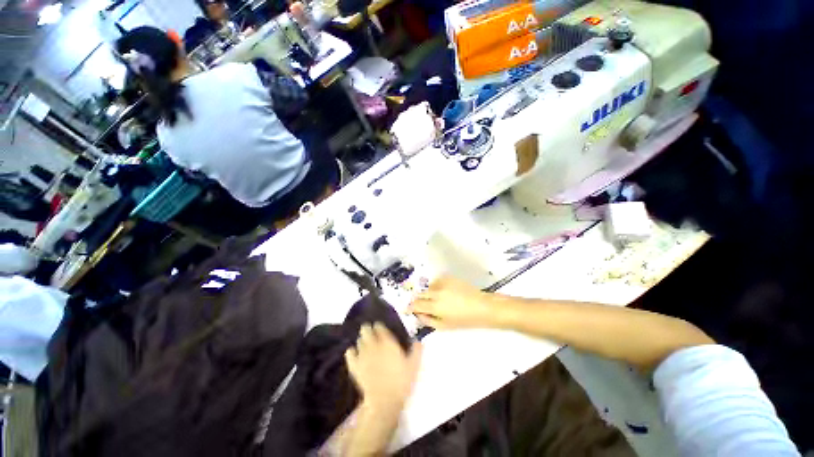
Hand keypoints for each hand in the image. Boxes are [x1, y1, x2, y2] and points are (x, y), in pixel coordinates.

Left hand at [345, 323, 422, 409]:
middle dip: (367, 329)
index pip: (380, 328)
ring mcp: (363, 355)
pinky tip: (353, 352)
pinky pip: (349, 353)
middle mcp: (374, 345)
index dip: (379, 326)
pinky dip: (351, 351)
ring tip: (364, 342)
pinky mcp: (355, 366)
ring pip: (359, 341)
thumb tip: (418, 340)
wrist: (384, 401)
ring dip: (361, 340)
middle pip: (366, 331)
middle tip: (369, 331)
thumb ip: (416, 351)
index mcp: (388, 342)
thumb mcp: (414, 366)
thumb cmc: (401, 382)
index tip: (379, 327)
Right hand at [408, 276, 495, 329]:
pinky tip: (444, 293)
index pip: (416, 304)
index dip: (410, 307)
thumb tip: (418, 314)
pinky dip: (436, 287)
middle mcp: (436, 292)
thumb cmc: (464, 320)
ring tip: (437, 300)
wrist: (482, 306)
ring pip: (428, 288)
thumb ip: (428, 320)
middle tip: (422, 306)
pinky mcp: (448, 277)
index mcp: (435, 306)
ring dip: (429, 294)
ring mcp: (442, 283)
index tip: (407, 309)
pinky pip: (436, 282)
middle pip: (420, 294)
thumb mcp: (445, 326)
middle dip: (418, 300)